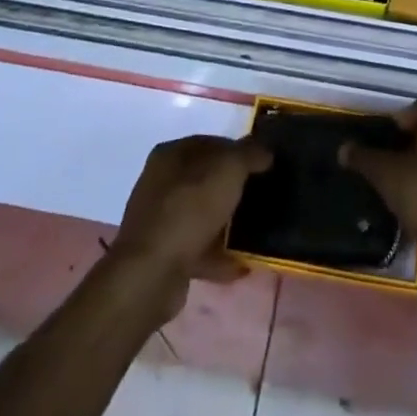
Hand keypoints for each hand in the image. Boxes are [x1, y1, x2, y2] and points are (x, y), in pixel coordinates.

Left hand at [112, 135, 271, 305]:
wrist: (152, 273)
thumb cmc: (190, 209)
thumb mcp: (228, 170)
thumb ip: (249, 154)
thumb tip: (265, 151)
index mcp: (171, 154)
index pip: (210, 142)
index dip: (238, 150)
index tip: (263, 164)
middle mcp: (160, 182)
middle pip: (205, 179)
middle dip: (233, 187)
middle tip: (260, 196)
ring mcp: (158, 220)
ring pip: (201, 214)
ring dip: (225, 222)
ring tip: (254, 231)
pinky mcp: (162, 254)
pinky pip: (196, 248)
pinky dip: (217, 254)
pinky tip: (240, 263)